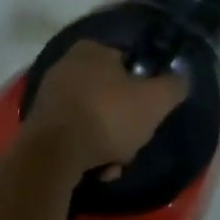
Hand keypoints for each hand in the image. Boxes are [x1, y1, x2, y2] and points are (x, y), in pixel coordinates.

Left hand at [25, 40, 188, 174]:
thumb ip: (173, 86)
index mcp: (91, 49)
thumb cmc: (107, 117)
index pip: (129, 64)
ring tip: (111, 164)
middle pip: (111, 96)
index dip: (145, 90)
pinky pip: (74, 135)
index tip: (149, 113)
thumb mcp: (155, 101)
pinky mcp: (39, 123)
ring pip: (94, 119)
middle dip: (124, 124)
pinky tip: (94, 169)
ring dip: (108, 144)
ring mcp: (49, 95)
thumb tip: (180, 78)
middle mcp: (66, 65)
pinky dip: (87, 151)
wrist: (53, 154)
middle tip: (131, 143)